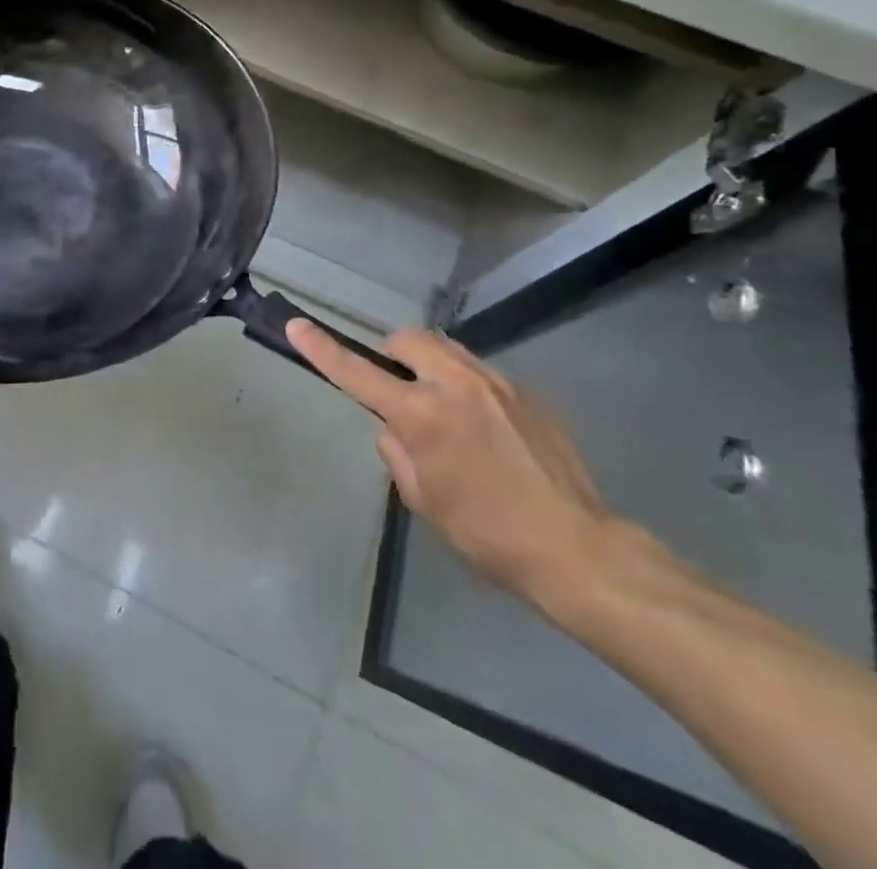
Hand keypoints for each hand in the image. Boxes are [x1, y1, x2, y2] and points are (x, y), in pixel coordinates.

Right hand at [288, 320, 611, 607]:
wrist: (579, 550)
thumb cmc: (488, 535)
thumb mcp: (424, 501)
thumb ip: (398, 454)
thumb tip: (395, 429)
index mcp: (422, 415)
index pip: (358, 373)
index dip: (322, 349)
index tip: (297, 326)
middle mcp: (457, 386)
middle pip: (410, 338)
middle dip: (394, 353)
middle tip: (398, 388)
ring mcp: (498, 384)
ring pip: (449, 350)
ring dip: (432, 367)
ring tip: (445, 411)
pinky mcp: (528, 394)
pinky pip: (483, 374)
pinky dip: (469, 390)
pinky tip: (488, 433)